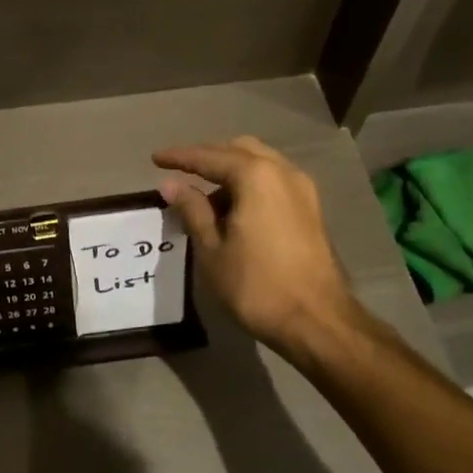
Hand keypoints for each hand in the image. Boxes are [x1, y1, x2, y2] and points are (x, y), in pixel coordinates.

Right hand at [153, 136, 363, 355]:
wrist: (318, 322)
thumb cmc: (256, 285)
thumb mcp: (212, 249)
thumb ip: (192, 210)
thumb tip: (171, 184)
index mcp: (256, 176)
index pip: (209, 157)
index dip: (179, 157)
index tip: (155, 159)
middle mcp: (283, 172)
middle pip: (239, 150)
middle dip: (209, 158)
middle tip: (181, 174)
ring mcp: (303, 190)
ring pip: (260, 165)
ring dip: (230, 173)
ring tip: (204, 200)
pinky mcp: (311, 210)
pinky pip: (274, 182)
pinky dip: (250, 186)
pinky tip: (232, 211)